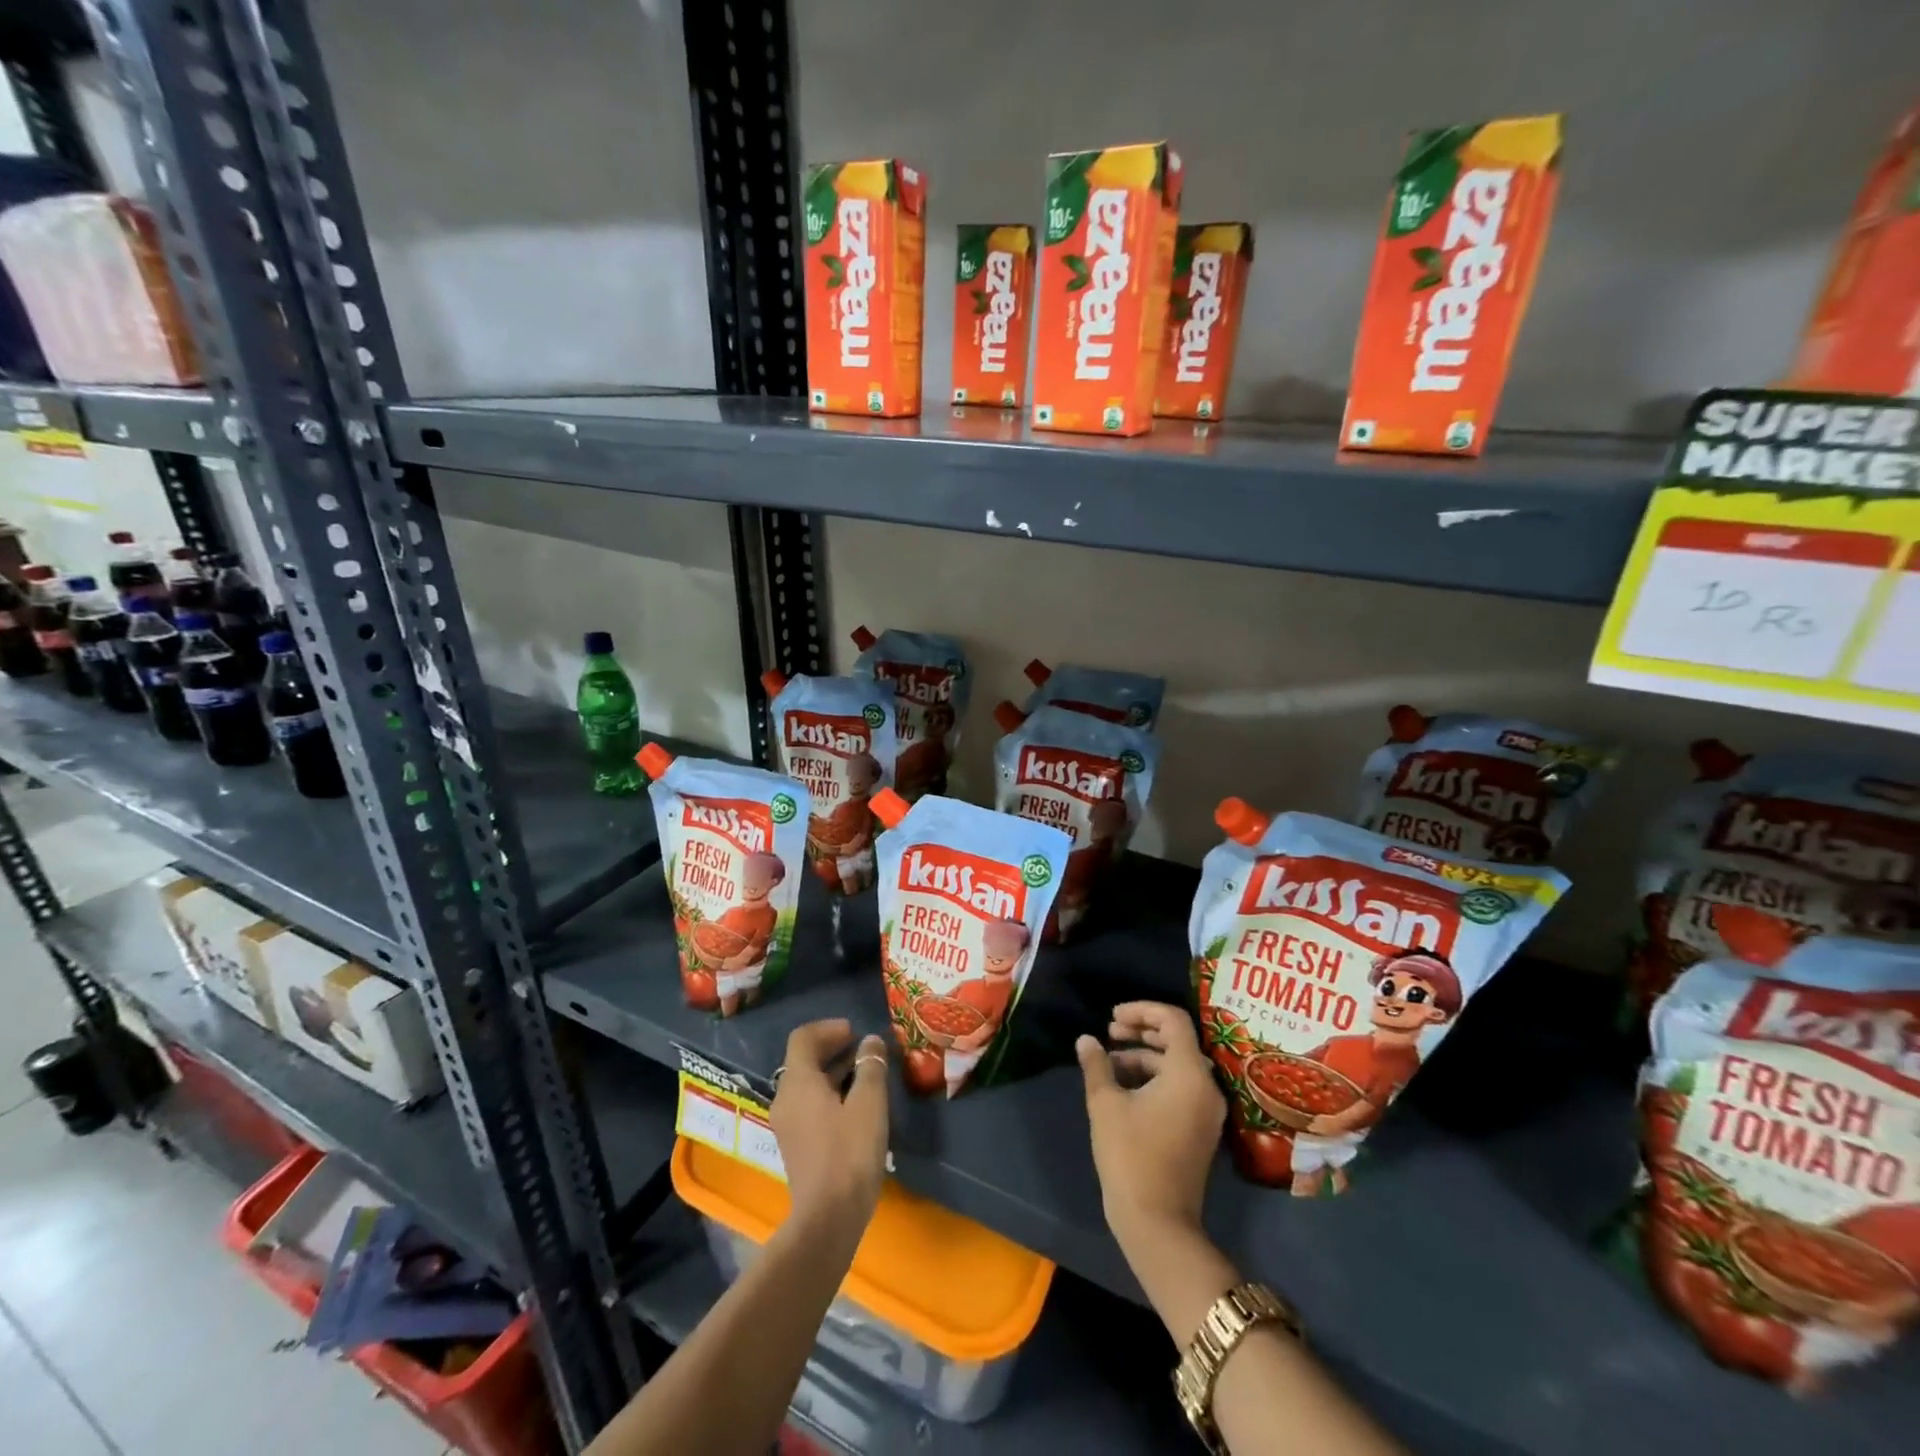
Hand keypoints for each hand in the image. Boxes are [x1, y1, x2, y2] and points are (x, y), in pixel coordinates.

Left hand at [770, 1020, 889, 1234]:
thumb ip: (870, 1067)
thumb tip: (870, 1042)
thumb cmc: (849, 1152)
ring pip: (808, 1084)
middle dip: (833, 1049)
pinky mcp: (797, 1145)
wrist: (828, 1219)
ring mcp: (788, 1125)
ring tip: (866, 1075)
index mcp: (798, 1083)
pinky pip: (810, 1105)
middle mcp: (785, 1099)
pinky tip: (857, 1106)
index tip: (855, 1032)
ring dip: (834, 1072)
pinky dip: (830, 1094)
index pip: (803, 1038)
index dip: (828, 1029)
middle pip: (803, 1060)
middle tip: (864, 1050)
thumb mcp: (869, 1103)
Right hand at [1076, 1002, 1224, 1250]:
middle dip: (1141, 1030)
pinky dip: (1153, 1077)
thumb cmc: (1131, 1156)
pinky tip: (1122, 1086)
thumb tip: (1086, 1040)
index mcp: (1189, 1074)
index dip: (1142, 1010)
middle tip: (1109, 1032)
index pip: (1173, 1020)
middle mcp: (1206, 1086)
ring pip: (1176, 1064)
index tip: (1112, 1017)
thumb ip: (1096, 1065)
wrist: (1158, 1223)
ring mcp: (1206, 1110)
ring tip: (1108, 1062)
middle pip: (1177, 1040)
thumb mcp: (1105, 1104)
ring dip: (1143, 1055)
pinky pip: (1180, 1086)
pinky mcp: (1200, 1128)